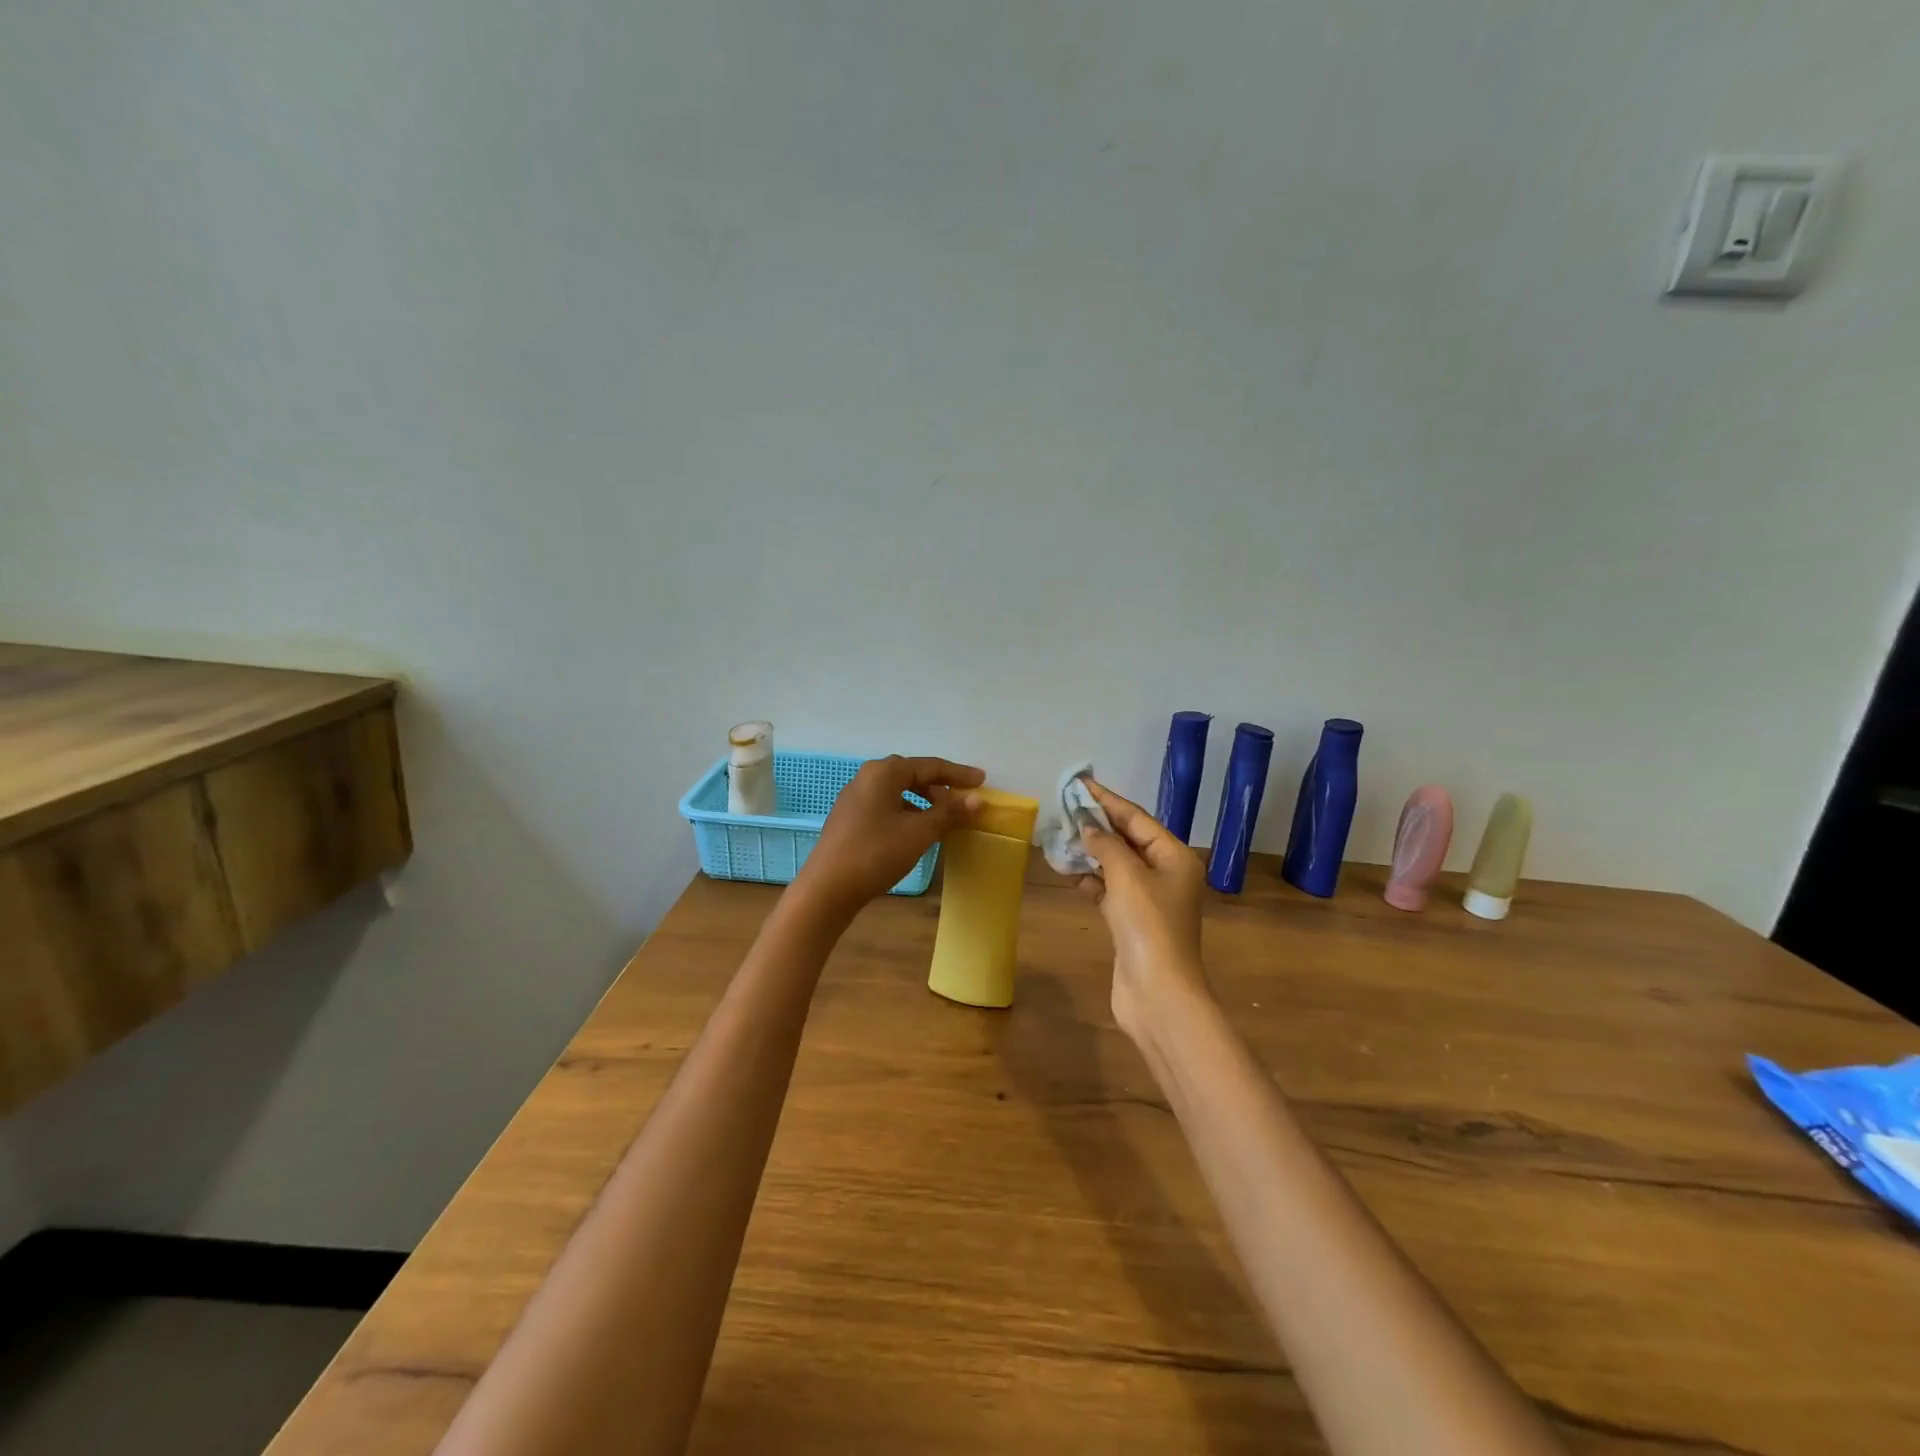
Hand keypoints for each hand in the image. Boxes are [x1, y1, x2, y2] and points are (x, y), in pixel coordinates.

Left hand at [795, 755, 984, 917]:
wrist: (827, 889)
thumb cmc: (876, 854)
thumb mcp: (919, 833)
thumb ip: (949, 812)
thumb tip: (978, 800)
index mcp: (884, 772)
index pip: (930, 766)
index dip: (958, 774)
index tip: (982, 781)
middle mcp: (867, 777)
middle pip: (912, 774)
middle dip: (940, 786)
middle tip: (963, 800)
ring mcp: (854, 798)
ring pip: (898, 791)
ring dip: (923, 801)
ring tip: (942, 818)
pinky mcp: (849, 818)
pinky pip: (885, 805)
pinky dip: (906, 812)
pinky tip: (916, 831)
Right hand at [1075, 780, 1210, 1044]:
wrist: (1158, 993)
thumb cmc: (1148, 926)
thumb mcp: (1127, 876)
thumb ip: (1105, 845)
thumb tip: (1089, 828)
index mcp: (1175, 857)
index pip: (1137, 818)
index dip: (1108, 800)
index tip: (1081, 783)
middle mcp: (1166, 874)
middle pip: (1128, 839)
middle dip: (1098, 824)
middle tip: (1066, 807)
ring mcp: (1149, 900)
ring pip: (1116, 865)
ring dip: (1091, 851)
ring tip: (1061, 835)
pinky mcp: (1132, 922)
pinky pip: (1110, 889)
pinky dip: (1091, 879)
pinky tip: (1068, 871)